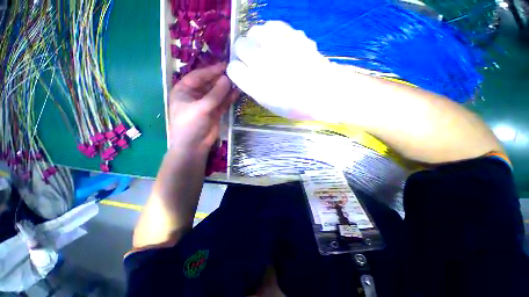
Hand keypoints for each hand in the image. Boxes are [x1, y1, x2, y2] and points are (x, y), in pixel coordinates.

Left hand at [168, 63, 237, 153]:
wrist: (194, 146)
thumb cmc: (190, 125)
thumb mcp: (201, 107)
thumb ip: (215, 94)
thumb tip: (227, 79)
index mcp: (185, 90)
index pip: (199, 76)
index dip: (212, 70)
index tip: (225, 66)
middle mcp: (195, 95)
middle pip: (209, 83)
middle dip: (221, 79)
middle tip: (234, 73)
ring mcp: (206, 104)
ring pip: (218, 93)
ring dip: (227, 88)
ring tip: (238, 81)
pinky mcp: (215, 112)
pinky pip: (223, 102)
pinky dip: (229, 98)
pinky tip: (237, 92)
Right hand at [227, 21, 361, 121]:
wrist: (324, 93)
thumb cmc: (295, 105)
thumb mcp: (269, 104)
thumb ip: (253, 87)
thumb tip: (244, 72)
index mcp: (257, 86)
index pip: (233, 69)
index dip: (236, 70)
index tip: (242, 73)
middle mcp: (263, 63)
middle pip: (239, 45)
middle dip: (242, 53)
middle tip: (252, 61)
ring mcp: (278, 45)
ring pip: (253, 31)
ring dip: (255, 41)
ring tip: (264, 51)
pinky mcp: (292, 34)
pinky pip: (271, 26)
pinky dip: (269, 34)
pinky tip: (275, 44)